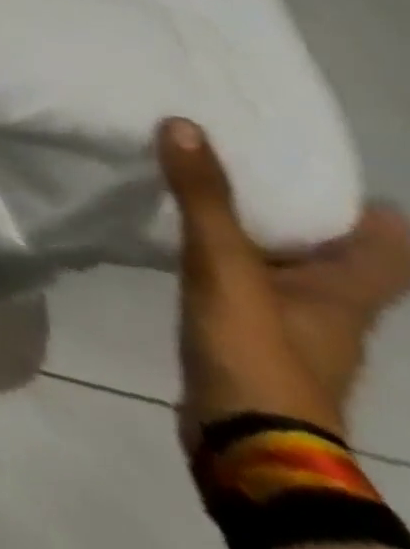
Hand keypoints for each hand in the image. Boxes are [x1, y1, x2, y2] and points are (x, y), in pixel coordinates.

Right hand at [159, 117, 409, 439]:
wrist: (247, 444)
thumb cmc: (257, 351)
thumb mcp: (225, 266)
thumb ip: (204, 198)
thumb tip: (185, 124)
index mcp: (347, 293)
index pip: (384, 243)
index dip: (358, 203)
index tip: (307, 160)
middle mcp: (332, 309)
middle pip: (330, 251)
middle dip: (292, 209)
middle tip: (239, 160)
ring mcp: (292, 330)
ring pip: (283, 267)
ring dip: (253, 233)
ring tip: (201, 191)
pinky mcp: (252, 340)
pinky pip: (246, 285)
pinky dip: (225, 260)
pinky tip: (184, 244)